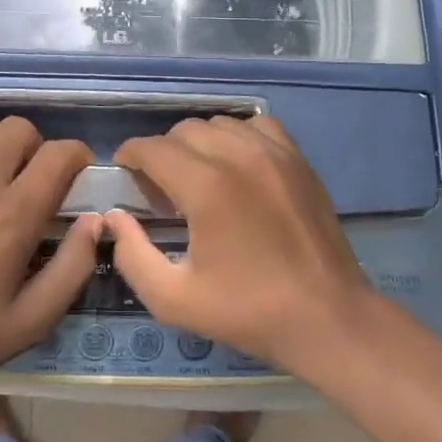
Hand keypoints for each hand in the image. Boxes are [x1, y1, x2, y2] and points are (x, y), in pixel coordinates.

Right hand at [106, 115, 379, 372]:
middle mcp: (238, 156)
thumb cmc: (247, 311)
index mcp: (205, 186)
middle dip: (161, 152)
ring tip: (197, 176)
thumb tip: (114, 217)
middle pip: (183, 131)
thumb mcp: (173, 299)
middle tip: (159, 188)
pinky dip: (237, 137)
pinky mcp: (298, 160)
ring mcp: (274, 153)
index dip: (130, 155)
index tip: (123, 171)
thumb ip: (132, 255)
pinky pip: (256, 126)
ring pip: (219, 124)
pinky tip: (237, 166)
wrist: (327, 317)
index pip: (152, 148)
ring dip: (198, 143)